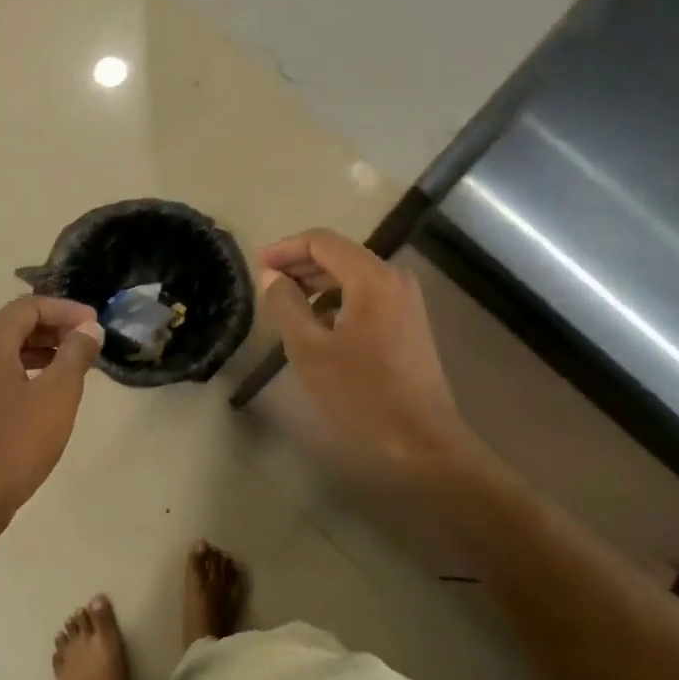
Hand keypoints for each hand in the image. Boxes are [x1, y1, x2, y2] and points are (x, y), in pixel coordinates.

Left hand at [0, 295, 103, 517]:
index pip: (28, 307)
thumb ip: (75, 355)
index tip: (95, 324)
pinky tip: (50, 390)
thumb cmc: (17, 443)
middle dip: (55, 326)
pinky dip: (28, 369)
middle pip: (15, 324)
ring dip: (43, 348)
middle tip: (89, 341)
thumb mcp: (58, 395)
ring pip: (7, 350)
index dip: (65, 310)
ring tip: (76, 363)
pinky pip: (0, 372)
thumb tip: (89, 329)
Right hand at [260, 229, 478, 480]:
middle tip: (267, 284)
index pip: (321, 241)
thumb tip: (272, 277)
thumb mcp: (309, 349)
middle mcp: (394, 278)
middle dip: (301, 265)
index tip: (258, 266)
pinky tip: (320, 325)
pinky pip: (367, 297)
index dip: (285, 249)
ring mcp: (406, 301)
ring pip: (354, 277)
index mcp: (371, 277)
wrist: (420, 437)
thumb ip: (286, 305)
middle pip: (340, 255)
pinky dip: (339, 301)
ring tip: (288, 305)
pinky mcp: (409, 323)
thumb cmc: (361, 392)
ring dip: (319, 284)